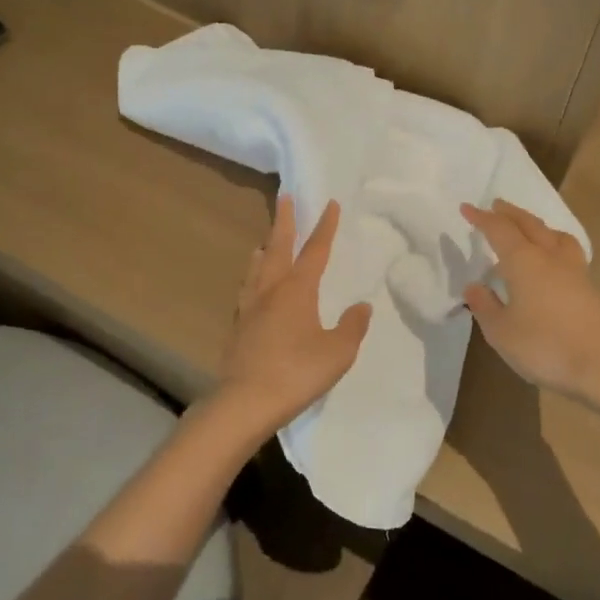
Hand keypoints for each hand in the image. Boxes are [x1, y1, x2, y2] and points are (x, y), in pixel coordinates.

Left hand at [209, 196, 372, 446]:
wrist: (245, 402)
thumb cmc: (297, 372)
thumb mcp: (338, 352)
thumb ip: (351, 326)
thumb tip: (361, 306)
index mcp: (297, 290)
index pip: (314, 250)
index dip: (324, 227)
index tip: (330, 204)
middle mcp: (270, 290)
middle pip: (277, 248)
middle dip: (284, 222)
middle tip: (284, 197)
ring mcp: (249, 308)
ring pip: (256, 268)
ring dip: (264, 249)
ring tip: (264, 242)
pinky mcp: (238, 328)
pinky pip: (247, 291)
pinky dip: (253, 278)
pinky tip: (253, 290)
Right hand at [460, 200, 599, 400]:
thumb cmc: (545, 347)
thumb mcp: (502, 333)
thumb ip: (485, 306)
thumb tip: (474, 286)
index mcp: (524, 262)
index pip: (499, 230)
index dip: (482, 218)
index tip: (467, 208)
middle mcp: (551, 258)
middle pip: (530, 225)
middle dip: (511, 213)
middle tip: (497, 206)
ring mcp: (577, 273)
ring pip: (556, 236)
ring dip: (539, 227)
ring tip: (531, 229)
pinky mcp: (594, 290)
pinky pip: (570, 256)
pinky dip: (555, 249)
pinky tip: (554, 266)